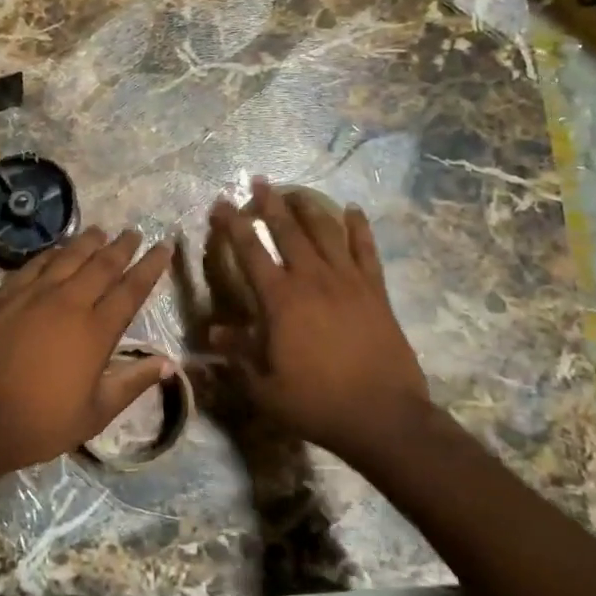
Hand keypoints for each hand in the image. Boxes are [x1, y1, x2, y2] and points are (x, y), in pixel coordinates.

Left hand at [0, 228, 174, 490]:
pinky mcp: (4, 296)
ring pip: (68, 257)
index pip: (131, 290)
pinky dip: (52, 252)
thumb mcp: (94, 415)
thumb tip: (169, 364)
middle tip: (135, 233)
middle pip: (102, 265)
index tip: (164, 247)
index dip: (150, 266)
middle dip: (122, 247)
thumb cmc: (36, 424)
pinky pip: (34, 264)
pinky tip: (57, 250)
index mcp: (95, 332)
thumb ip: (132, 384)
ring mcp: (33, 295)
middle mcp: (68, 303)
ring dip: (88, 241)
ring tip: (101, 231)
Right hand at [205, 178, 430, 458]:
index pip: (250, 252)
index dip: (233, 226)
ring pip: (325, 231)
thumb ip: (237, 353)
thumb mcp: (264, 385)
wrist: (382, 415)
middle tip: (258, 180)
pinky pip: (365, 249)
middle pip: (287, 230)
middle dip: (270, 203)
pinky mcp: (375, 290)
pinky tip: (353, 211)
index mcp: (280, 300)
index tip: (222, 204)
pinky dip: (359, 227)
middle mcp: (312, 279)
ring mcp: (348, 281)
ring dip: (308, 207)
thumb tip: (213, 330)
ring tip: (296, 190)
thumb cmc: (316, 403)